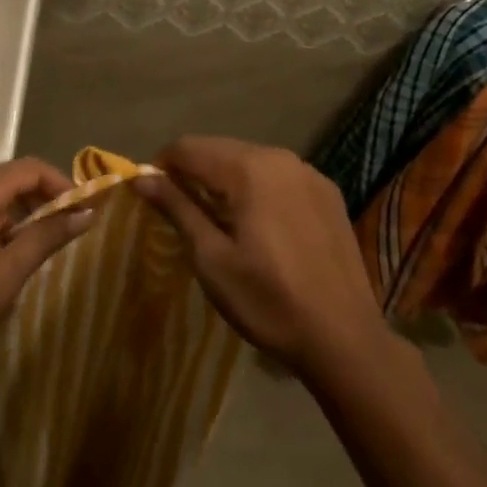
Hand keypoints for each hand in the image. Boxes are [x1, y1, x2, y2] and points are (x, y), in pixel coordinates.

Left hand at [0, 159, 92, 369]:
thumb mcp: (8, 272)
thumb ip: (47, 237)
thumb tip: (87, 212)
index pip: (29, 167)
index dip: (60, 183)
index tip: (80, 211)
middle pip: (9, 180)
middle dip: (41, 201)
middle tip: (62, 232)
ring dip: (18, 218)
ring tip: (33, 253)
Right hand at [134, 136, 386, 379]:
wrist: (344, 338)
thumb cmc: (268, 301)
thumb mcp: (211, 259)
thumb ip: (177, 209)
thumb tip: (142, 177)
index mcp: (248, 168)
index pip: (189, 147)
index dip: (162, 165)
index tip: (151, 194)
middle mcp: (279, 157)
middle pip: (220, 148)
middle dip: (194, 170)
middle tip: (179, 208)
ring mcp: (309, 172)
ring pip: (251, 160)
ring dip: (226, 178)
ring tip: (216, 217)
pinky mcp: (328, 192)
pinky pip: (279, 175)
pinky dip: (258, 187)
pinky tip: (258, 223)